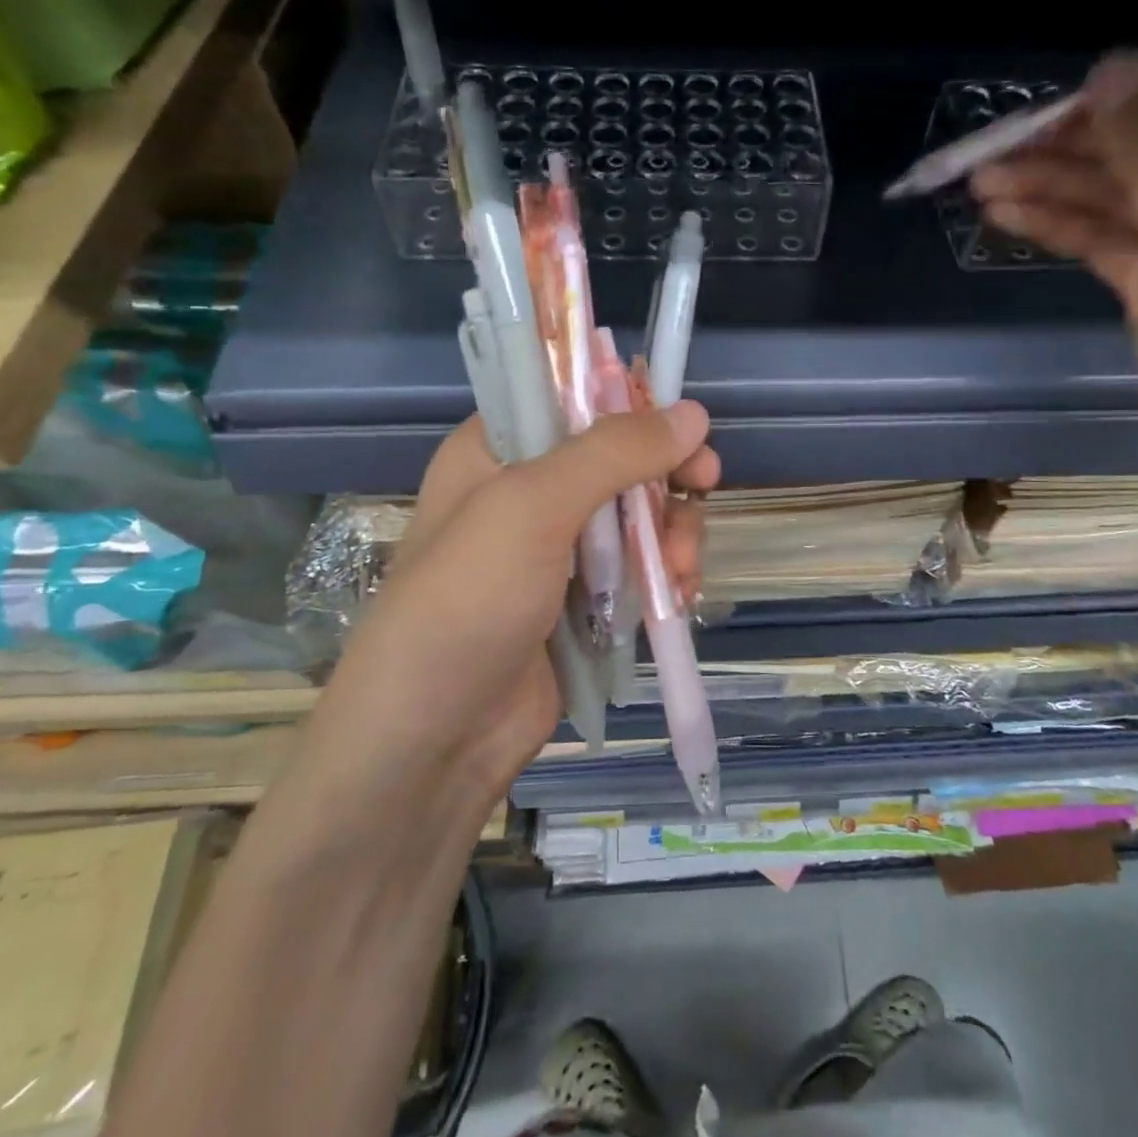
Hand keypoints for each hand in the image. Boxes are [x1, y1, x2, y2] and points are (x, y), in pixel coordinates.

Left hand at [305, 403, 717, 811]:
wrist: (433, 741)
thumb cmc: (467, 602)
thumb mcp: (533, 508)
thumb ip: (614, 453)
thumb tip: (694, 414)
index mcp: (498, 450)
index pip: (572, 395)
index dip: (628, 401)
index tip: (678, 422)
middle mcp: (529, 491)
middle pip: (620, 457)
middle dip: (666, 476)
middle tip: (703, 486)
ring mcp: (560, 550)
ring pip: (641, 514)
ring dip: (673, 534)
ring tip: (679, 570)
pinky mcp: (585, 601)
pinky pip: (642, 567)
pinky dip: (667, 575)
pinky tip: (679, 595)